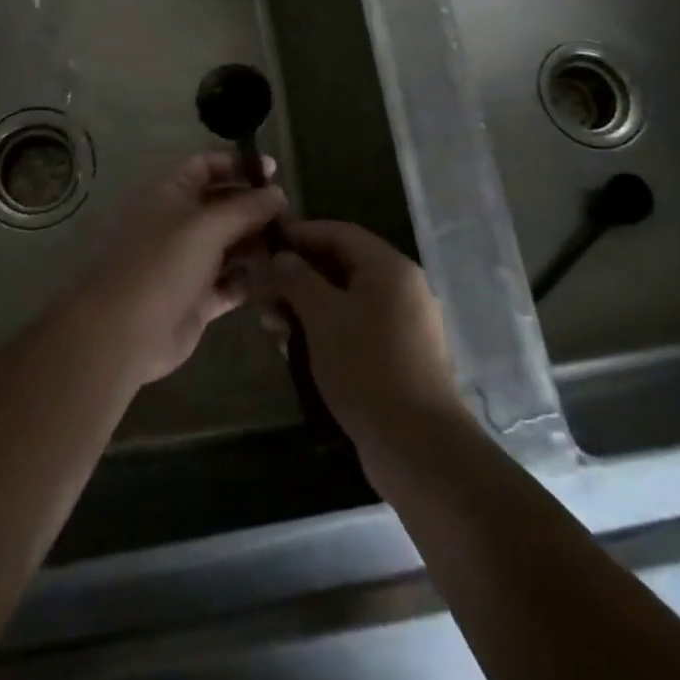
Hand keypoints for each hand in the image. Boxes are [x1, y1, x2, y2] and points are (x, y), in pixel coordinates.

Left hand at [81, 152, 285, 386]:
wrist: (126, 332)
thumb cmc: (164, 264)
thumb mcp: (208, 227)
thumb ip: (246, 208)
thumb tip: (278, 193)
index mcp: (170, 194)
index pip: (205, 165)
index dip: (237, 164)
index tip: (273, 171)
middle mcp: (178, 223)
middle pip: (222, 205)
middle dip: (254, 207)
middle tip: (290, 214)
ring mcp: (187, 262)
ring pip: (229, 245)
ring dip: (257, 244)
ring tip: (292, 245)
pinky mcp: (197, 298)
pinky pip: (230, 282)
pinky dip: (250, 279)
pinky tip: (278, 277)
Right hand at [265, 222, 465, 466]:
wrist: (417, 447)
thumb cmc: (366, 367)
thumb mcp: (322, 315)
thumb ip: (296, 278)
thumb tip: (279, 257)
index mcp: (389, 267)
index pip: (338, 232)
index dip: (300, 234)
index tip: (264, 243)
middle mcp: (402, 287)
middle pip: (341, 266)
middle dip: (298, 276)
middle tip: (262, 294)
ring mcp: (404, 324)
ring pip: (346, 300)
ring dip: (307, 307)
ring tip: (273, 327)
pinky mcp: (400, 357)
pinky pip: (356, 328)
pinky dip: (326, 331)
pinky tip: (298, 351)